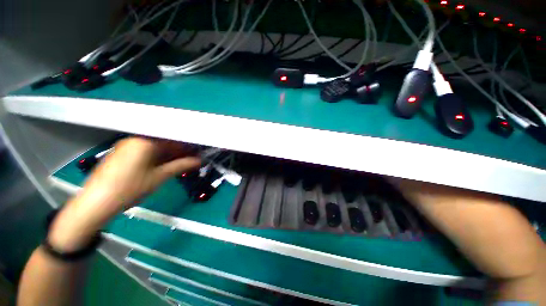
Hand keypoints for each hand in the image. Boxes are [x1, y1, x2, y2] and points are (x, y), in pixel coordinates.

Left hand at [49, 137, 200, 250]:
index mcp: (145, 141)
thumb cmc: (130, 188)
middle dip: (181, 150)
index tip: (200, 151)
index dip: (189, 145)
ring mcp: (128, 146)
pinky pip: (148, 151)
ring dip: (171, 154)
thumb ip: (182, 165)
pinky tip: (167, 164)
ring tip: (183, 163)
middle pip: (166, 141)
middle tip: (194, 159)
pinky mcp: (124, 153)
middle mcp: (136, 138)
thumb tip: (200, 160)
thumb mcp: (160, 177)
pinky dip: (159, 157)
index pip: (174, 138)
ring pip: (157, 147)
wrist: (96, 203)